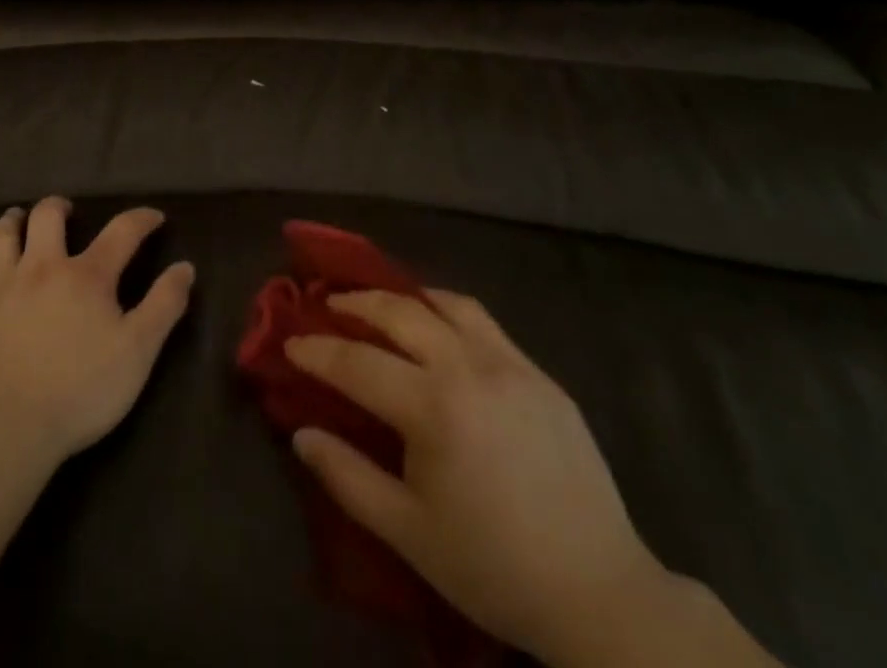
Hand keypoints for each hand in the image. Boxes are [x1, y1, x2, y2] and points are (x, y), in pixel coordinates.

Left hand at [0, 197, 194, 468]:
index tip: (153, 218)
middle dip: (58, 208)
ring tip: (13, 218)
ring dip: (8, 226)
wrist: (7, 432)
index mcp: (85, 275)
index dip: (141, 219)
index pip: (122, 232)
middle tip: (65, 211)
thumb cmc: (80, 391)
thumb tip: (185, 267)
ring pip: (0, 241)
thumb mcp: (139, 351)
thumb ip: (165, 305)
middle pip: (47, 219)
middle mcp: (40, 268)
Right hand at [285, 290, 675, 662]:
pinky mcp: (538, 372)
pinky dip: (448, 309)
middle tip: (328, 305)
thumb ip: (348, 477)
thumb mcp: (408, 533)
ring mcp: (509, 363)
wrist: (597, 589)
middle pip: (399, 313)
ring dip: (404, 297)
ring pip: (445, 303)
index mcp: (433, 407)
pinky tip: (439, 326)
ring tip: (380, 304)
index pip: (357, 362)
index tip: (290, 343)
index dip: (317, 351)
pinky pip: (484, 321)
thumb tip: (301, 433)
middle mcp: (468, 367)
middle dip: (356, 303)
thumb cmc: (492, 566)